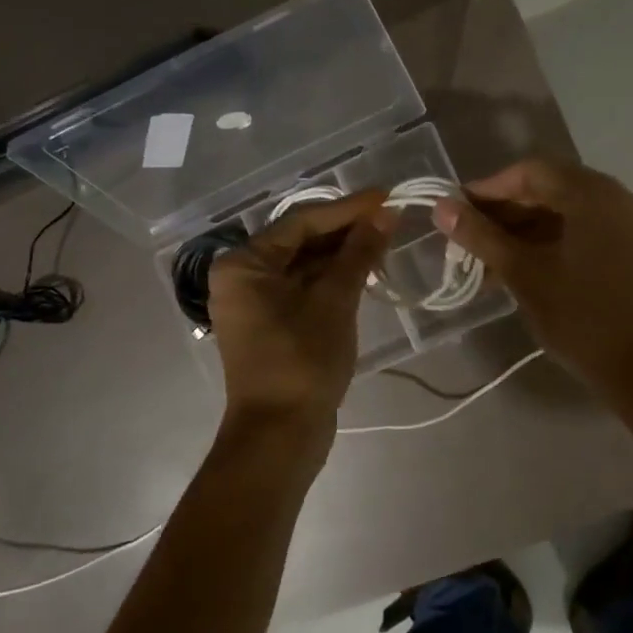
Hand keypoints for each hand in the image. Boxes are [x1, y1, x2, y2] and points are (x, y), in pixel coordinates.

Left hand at [208, 190, 396, 431]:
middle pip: (300, 241)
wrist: (279, 436)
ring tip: (385, 240)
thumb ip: (358, 253)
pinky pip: (303, 289)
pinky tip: (365, 271)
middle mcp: (241, 277)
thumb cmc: (302, 362)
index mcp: (244, 264)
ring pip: (304, 266)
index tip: (387, 196)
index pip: (301, 222)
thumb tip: (385, 214)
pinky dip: (332, 280)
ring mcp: (254, 303)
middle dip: (346, 231)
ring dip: (342, 255)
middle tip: (391, 218)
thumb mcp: (334, 302)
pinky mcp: (270, 324)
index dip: (347, 208)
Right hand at [432, 159, 632, 397]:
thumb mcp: (524, 274)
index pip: (531, 172)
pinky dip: (554, 242)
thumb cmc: (583, 318)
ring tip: (489, 261)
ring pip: (569, 213)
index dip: (489, 189)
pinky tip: (525, 268)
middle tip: (469, 238)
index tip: (457, 211)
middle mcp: (619, 198)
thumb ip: (481, 236)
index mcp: (594, 194)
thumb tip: (442, 208)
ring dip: (527, 231)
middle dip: (506, 212)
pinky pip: (588, 232)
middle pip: (551, 189)